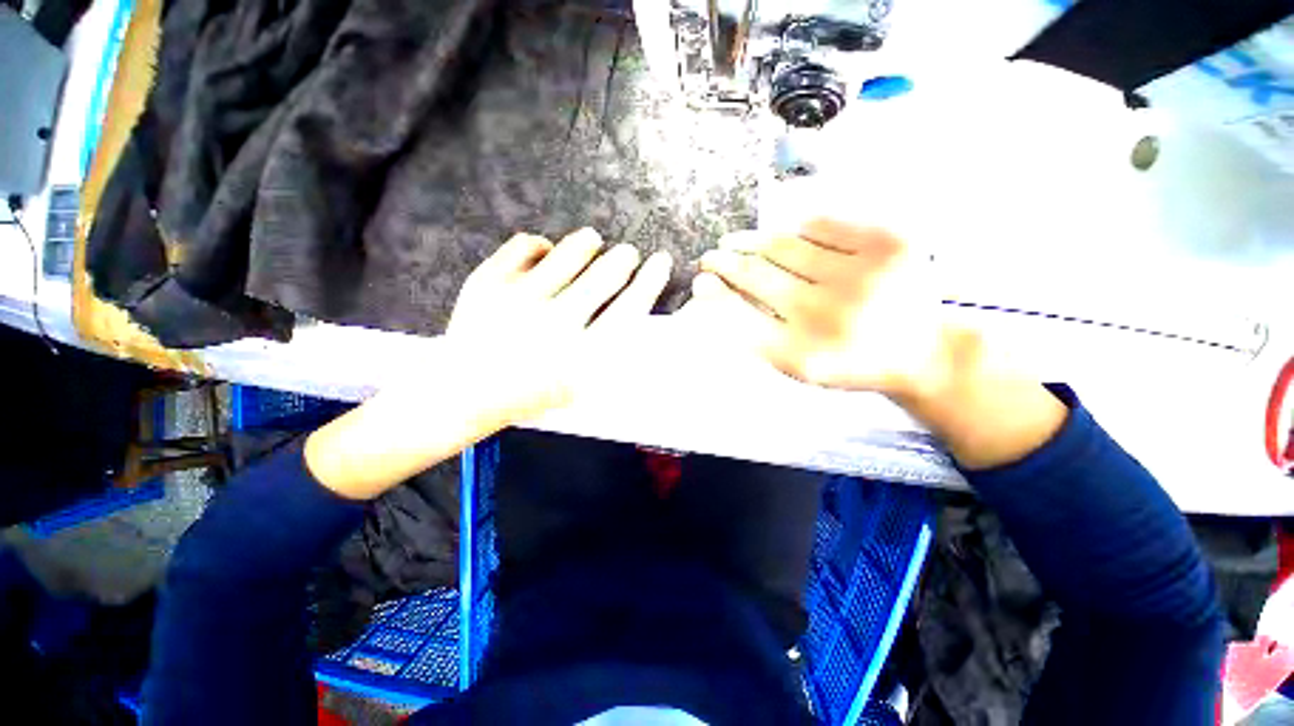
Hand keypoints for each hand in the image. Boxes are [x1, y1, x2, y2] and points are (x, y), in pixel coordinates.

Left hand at [305, 228, 669, 500]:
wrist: (465, 392)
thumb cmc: (531, 392)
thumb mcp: (580, 386)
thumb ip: (610, 353)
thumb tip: (636, 310)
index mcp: (582, 356)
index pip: (631, 308)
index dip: (651, 280)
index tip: (662, 261)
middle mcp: (556, 324)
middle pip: (606, 275)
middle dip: (624, 258)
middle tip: (628, 253)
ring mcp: (519, 300)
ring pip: (570, 252)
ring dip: (589, 242)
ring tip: (593, 240)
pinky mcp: (487, 282)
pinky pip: (526, 244)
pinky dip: (542, 243)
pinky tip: (547, 252)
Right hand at [697, 218, 947, 398]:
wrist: (923, 351)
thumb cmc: (848, 362)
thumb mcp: (797, 364)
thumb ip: (755, 334)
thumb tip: (715, 292)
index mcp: (803, 354)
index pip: (738, 317)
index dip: (713, 295)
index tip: (700, 281)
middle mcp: (827, 316)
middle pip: (756, 276)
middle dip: (724, 262)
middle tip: (710, 257)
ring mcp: (862, 277)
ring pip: (784, 246)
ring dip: (750, 241)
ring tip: (734, 241)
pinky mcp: (890, 245)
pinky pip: (823, 225)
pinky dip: (798, 229)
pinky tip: (788, 236)